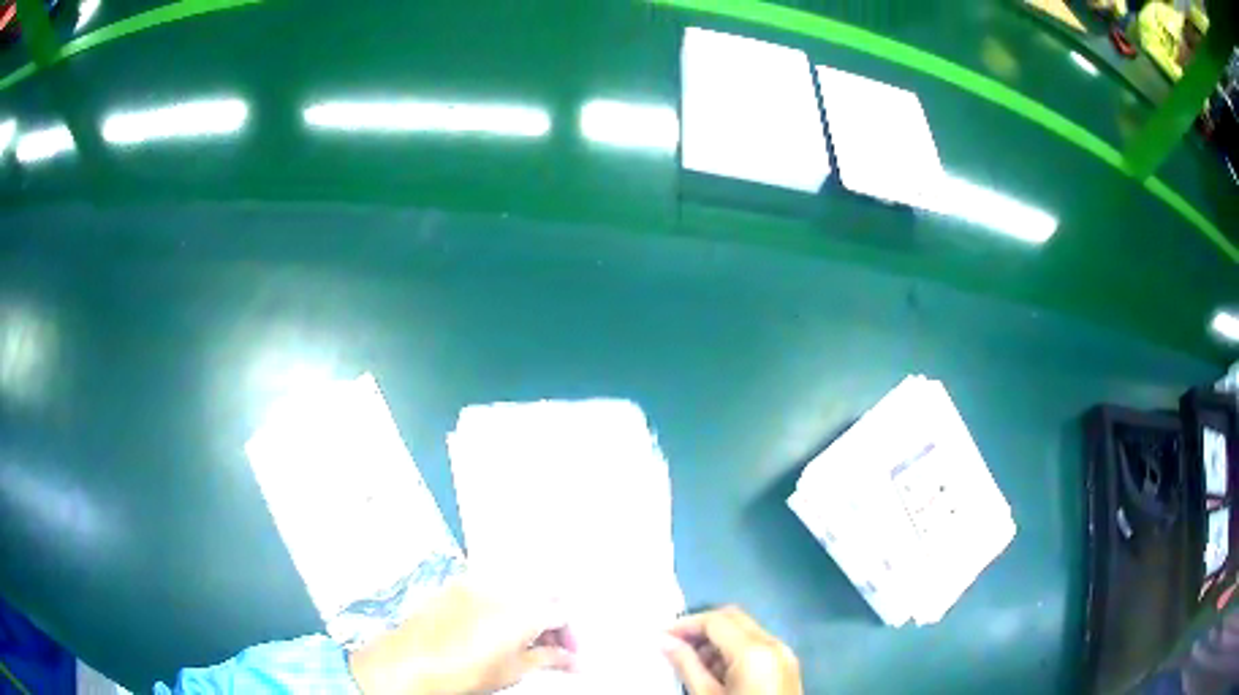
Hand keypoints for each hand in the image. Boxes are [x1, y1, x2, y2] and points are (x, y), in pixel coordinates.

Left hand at [348, 576, 575, 694]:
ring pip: (517, 589)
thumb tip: (570, 660)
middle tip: (551, 647)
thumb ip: (549, 659)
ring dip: (527, 611)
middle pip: (542, 595)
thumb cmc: (463, 671)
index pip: (562, 614)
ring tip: (522, 640)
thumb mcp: (515, 670)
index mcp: (524, 609)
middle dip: (552, 620)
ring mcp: (477, 583)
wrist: (411, 661)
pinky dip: (501, 605)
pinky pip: (491, 588)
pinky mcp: (455, 585)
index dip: (570, 637)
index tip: (569, 655)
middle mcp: (503, 588)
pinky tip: (494, 628)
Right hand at [661, 606, 800, 694]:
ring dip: (717, 640)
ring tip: (692, 664)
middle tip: (673, 644)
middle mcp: (774, 644)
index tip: (660, 636)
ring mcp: (784, 654)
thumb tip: (663, 641)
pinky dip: (733, 651)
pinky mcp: (786, 665)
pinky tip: (714, 673)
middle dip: (702, 627)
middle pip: (734, 618)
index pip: (716, 620)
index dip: (685, 624)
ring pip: (746, 631)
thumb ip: (686, 664)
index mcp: (755, 651)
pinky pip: (756, 647)